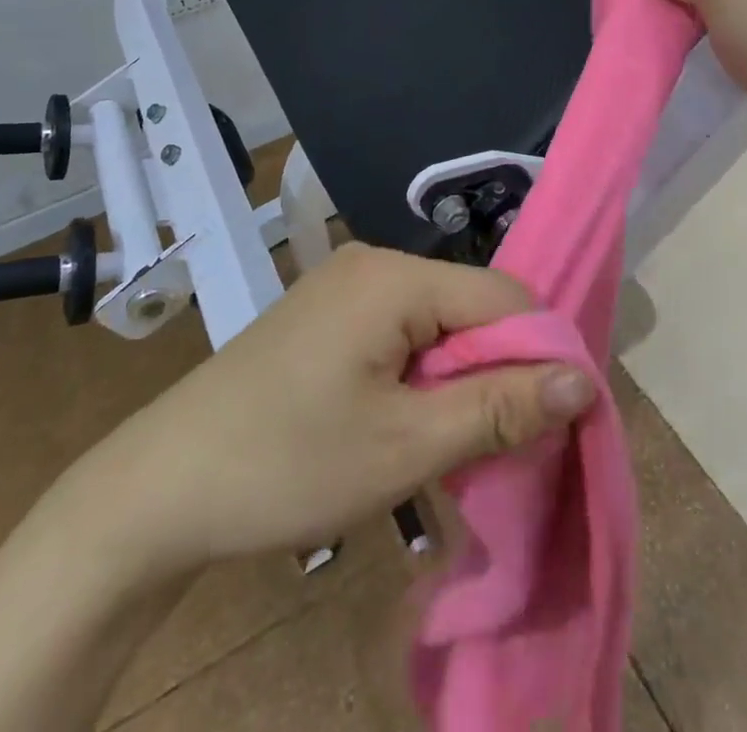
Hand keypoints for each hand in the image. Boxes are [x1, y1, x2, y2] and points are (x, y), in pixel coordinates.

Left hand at [65, 244, 595, 572]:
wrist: (162, 485)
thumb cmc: (288, 462)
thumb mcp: (405, 445)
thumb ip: (499, 408)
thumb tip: (585, 381)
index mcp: (394, 275)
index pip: (502, 296)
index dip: (540, 355)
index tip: (558, 422)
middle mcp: (374, 262)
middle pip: (470, 306)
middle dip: (498, 371)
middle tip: (505, 445)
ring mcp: (347, 285)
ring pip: (439, 322)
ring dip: (461, 378)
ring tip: (460, 442)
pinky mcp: (329, 314)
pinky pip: (403, 331)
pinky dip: (424, 374)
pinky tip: (415, 420)